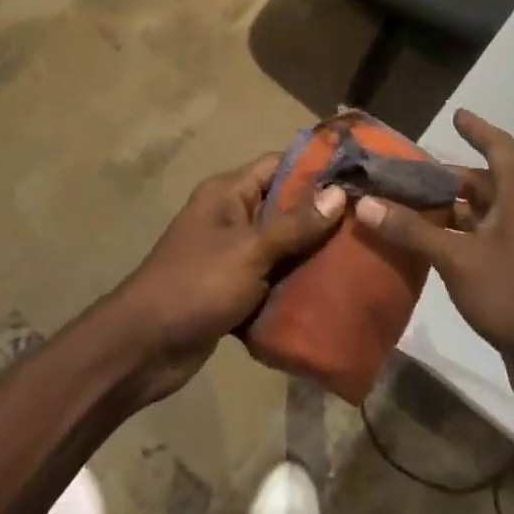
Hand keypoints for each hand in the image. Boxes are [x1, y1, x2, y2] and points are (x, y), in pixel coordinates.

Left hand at [108, 153, 346, 403]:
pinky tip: (333, 289)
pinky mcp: (234, 290)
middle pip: (285, 206)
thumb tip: (338, 194)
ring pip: (282, 245)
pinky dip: (296, 283)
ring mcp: (232, 255)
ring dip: (313, 253)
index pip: (279, 165)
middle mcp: (231, 217)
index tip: (360, 175)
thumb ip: (295, 224)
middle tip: (369, 220)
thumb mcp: (250, 250)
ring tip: (361, 256)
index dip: (317, 167)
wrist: (144, 349)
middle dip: (323, 214)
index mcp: (228, 194)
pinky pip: (273, 278)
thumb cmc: (196, 285)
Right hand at [352, 110, 513, 379]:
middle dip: (450, 177)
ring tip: (412, 207)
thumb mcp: (457, 258)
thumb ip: (412, 231)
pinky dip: (462, 235)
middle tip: (410, 176)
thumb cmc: (513, 294)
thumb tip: (366, 204)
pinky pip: (488, 238)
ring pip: (486, 213)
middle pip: (487, 182)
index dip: (477, 129)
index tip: (456, 115)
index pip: (500, 147)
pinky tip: (433, 246)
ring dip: (453, 209)